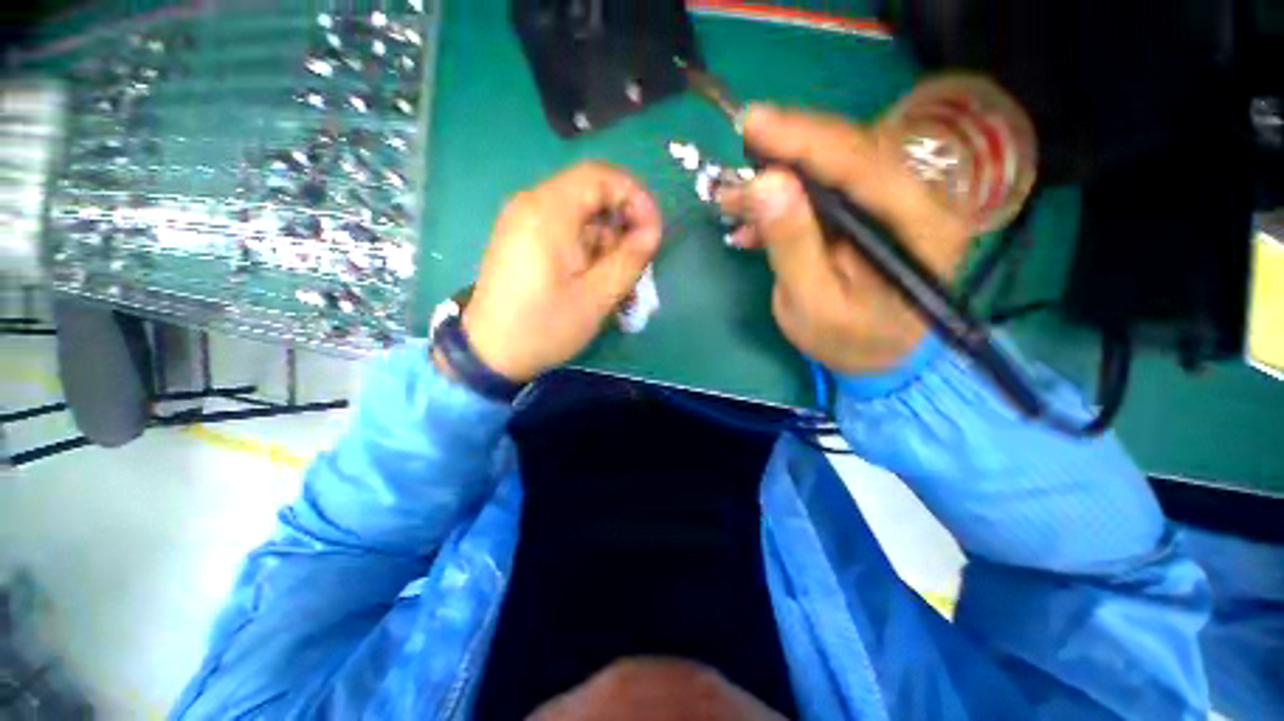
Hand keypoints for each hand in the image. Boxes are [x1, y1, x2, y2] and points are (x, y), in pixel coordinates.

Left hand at [460, 162, 661, 382]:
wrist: (490, 352)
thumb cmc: (544, 327)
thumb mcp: (596, 297)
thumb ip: (629, 259)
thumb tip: (653, 231)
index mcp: (548, 212)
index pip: (601, 176)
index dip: (635, 197)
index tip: (653, 231)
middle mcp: (532, 205)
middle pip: (591, 194)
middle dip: (622, 224)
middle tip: (638, 260)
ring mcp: (523, 221)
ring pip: (580, 214)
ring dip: (606, 241)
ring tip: (617, 280)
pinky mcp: (522, 238)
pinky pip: (565, 229)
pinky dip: (588, 247)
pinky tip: (594, 278)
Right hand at [718, 106, 973, 374]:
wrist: (876, 355)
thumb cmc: (848, 339)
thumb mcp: (812, 302)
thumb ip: (792, 244)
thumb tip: (765, 184)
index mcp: (918, 223)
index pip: (859, 161)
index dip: (803, 139)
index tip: (752, 123)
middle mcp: (916, 198)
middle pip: (847, 155)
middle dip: (784, 156)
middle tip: (734, 164)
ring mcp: (893, 202)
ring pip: (831, 170)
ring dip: (777, 181)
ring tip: (733, 198)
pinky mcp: (870, 211)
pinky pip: (824, 192)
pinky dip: (784, 202)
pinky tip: (752, 221)